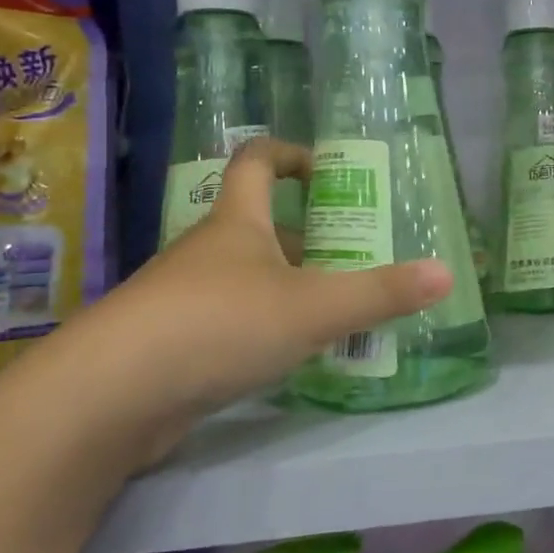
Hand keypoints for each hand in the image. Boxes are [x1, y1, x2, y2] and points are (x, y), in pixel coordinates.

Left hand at [48, 137, 451, 465]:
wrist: (107, 397)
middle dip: (310, 237)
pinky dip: (266, 329)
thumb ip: (380, 293)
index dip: (292, 154)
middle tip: (359, 256)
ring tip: (340, 312)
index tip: (328, 170)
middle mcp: (210, 251)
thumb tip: (446, 273)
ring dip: (291, 288)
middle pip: (262, 227)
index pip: (258, 161)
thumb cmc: (217, 326)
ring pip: (249, 279)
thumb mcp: (312, 308)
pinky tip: (292, 357)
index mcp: (238, 223)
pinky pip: (232, 323)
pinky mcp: (174, 345)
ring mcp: (186, 299)